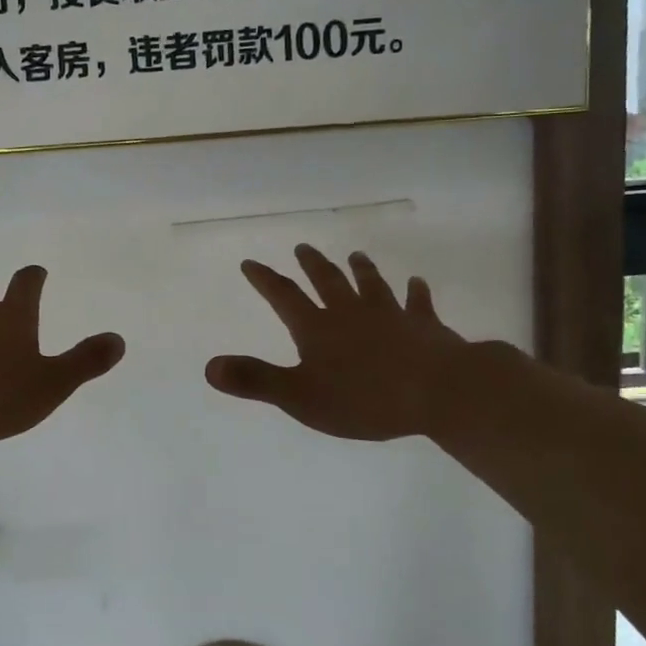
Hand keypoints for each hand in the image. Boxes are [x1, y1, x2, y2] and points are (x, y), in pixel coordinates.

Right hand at [206, 245, 473, 440]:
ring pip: (371, 285)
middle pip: (328, 282)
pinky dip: (415, 292)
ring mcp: (390, 316)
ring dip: (361, 270)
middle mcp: (351, 313)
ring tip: (355, 254)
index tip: (251, 263)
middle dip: (312, 265)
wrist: (436, 391)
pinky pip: (418, 304)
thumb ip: (255, 380)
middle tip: (303, 247)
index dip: (265, 280)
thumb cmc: (363, 398)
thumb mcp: (299, 396)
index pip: (284, 297)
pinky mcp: (424, 326)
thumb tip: (208, 367)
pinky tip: (416, 282)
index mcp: (318, 328)